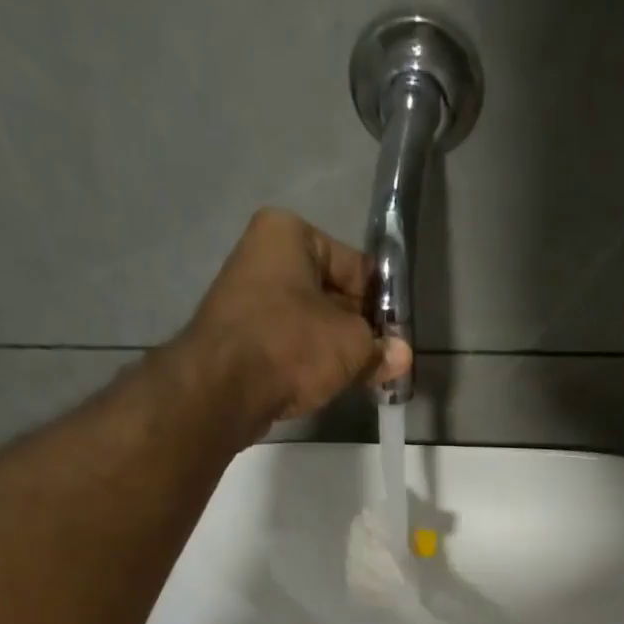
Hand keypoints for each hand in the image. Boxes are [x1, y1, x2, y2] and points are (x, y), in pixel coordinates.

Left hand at [181, 208, 410, 425]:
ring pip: (311, 324)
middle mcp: (265, 256)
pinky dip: (308, 363)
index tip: (397, 338)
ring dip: (335, 350)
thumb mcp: (351, 345)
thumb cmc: (291, 345)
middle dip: (358, 330)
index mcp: (290, 234)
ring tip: (360, 379)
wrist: (222, 389)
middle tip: (383, 363)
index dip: (381, 305)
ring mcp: (248, 299)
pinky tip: (326, 385)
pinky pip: (288, 346)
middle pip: (332, 295)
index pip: (355, 266)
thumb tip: (402, 357)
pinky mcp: (240, 339)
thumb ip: (381, 349)